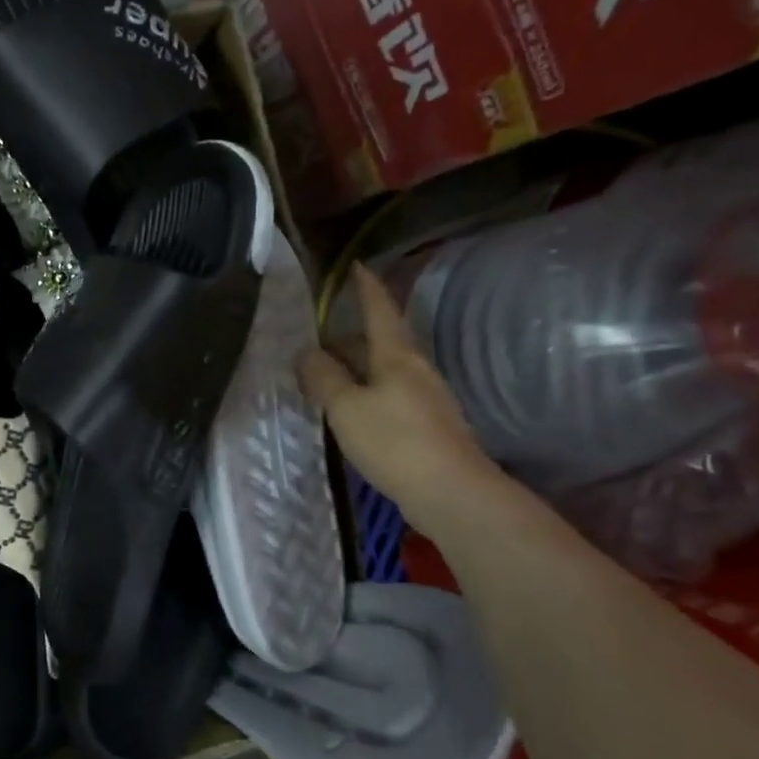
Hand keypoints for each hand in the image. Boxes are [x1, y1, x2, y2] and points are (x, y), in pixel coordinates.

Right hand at [297, 265, 502, 537]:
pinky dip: (368, 392)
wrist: (450, 492)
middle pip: (382, 341)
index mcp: (397, 356)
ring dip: (358, 366)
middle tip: (320, 336)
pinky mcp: (428, 426)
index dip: (366, 288)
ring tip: (329, 375)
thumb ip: (324, 377)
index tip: (356, 266)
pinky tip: (352, 410)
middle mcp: (416, 370)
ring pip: (386, 370)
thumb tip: (308, 353)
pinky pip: (390, 395)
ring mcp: (427, 398)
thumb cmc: (394, 441)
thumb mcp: (346, 407)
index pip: (380, 310)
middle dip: (352, 335)